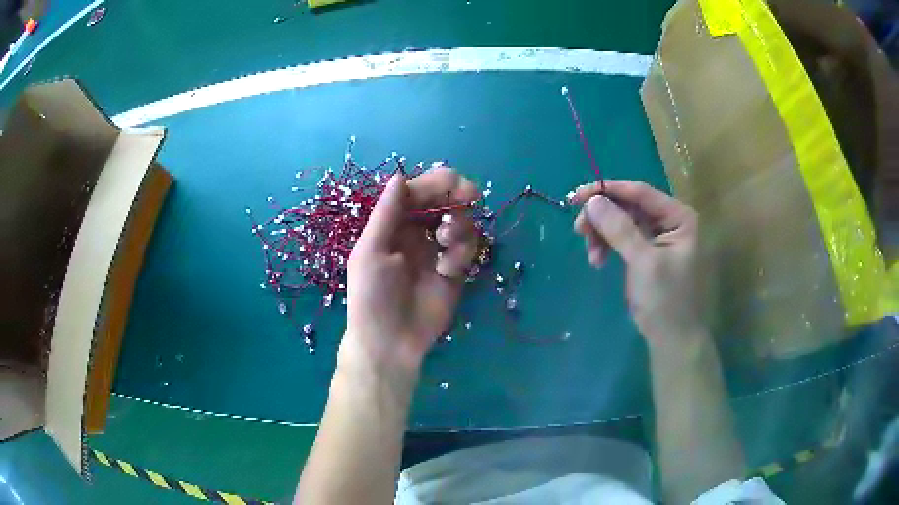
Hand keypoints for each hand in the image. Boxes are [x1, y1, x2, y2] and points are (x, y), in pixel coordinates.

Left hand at [341, 167, 478, 382]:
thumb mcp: (371, 252)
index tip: (454, 184)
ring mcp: (437, 250)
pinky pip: (467, 248)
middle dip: (458, 194)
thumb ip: (386, 213)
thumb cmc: (372, 296)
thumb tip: (400, 176)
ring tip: (446, 244)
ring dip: (459, 225)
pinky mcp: (455, 269)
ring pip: (460, 221)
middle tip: (471, 197)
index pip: (417, 191)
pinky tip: (447, 270)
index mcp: (393, 223)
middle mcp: (416, 231)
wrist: (391, 342)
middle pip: (444, 199)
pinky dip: (462, 252)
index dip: (436, 183)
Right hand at [571, 181, 701, 345]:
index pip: (639, 193)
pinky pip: (620, 238)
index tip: (576, 198)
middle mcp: (668, 220)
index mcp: (678, 216)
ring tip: (591, 256)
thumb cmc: (665, 300)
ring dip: (601, 234)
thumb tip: (592, 200)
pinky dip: (606, 246)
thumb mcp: (644, 262)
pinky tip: (597, 261)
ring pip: (620, 221)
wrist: (671, 338)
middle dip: (602, 217)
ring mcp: (657, 236)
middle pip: (628, 206)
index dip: (607, 191)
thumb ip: (620, 229)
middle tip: (579, 230)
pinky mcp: (645, 251)